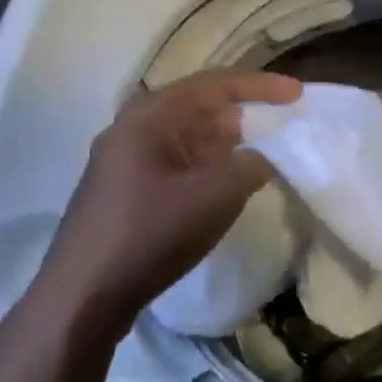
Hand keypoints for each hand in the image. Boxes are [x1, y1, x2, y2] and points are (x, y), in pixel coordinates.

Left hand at [29, 68, 301, 340]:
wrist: (83, 298)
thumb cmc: (151, 233)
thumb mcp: (217, 194)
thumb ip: (253, 163)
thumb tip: (265, 155)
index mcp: (149, 117)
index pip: (215, 84)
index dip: (261, 86)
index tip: (298, 95)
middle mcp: (133, 129)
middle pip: (200, 106)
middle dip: (246, 111)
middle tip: (285, 121)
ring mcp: (126, 162)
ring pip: (190, 136)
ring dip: (230, 140)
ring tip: (267, 150)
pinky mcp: (127, 191)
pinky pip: (180, 161)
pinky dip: (211, 163)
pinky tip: (231, 181)